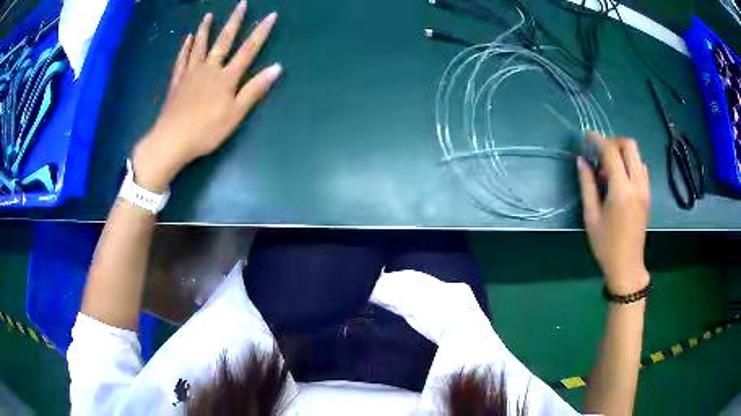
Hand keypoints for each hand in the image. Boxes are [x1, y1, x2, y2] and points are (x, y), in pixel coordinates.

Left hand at [132, 1, 281, 191]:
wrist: (171, 141)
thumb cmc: (206, 131)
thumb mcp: (235, 114)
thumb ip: (254, 90)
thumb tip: (276, 68)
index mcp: (226, 77)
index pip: (248, 50)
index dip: (261, 32)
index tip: (271, 15)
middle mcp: (209, 69)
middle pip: (223, 41)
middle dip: (234, 21)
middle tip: (241, 4)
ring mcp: (191, 74)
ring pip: (199, 46)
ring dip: (205, 30)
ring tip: (208, 16)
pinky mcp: (177, 82)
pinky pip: (182, 60)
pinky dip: (185, 48)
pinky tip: (187, 39)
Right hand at [577, 131, 650, 294]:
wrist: (627, 266)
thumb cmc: (606, 245)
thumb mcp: (591, 216)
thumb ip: (587, 185)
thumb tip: (581, 161)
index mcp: (622, 190)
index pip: (611, 153)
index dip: (598, 140)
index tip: (587, 135)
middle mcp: (637, 184)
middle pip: (630, 146)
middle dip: (614, 142)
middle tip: (600, 152)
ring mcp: (645, 189)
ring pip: (637, 156)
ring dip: (623, 153)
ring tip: (609, 168)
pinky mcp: (647, 195)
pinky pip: (641, 168)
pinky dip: (630, 164)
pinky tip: (620, 178)